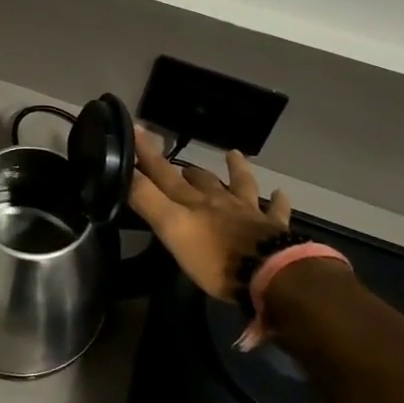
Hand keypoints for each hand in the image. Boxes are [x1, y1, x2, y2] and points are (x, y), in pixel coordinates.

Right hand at [129, 129, 289, 301]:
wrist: (269, 274)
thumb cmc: (214, 256)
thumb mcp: (172, 228)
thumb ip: (147, 199)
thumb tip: (123, 169)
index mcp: (192, 202)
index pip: (163, 173)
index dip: (147, 153)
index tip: (135, 128)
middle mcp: (219, 201)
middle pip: (201, 180)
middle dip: (187, 171)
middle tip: (180, 166)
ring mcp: (249, 213)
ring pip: (240, 185)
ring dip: (235, 170)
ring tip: (232, 154)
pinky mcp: (274, 230)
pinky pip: (276, 211)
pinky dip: (277, 201)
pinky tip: (280, 193)